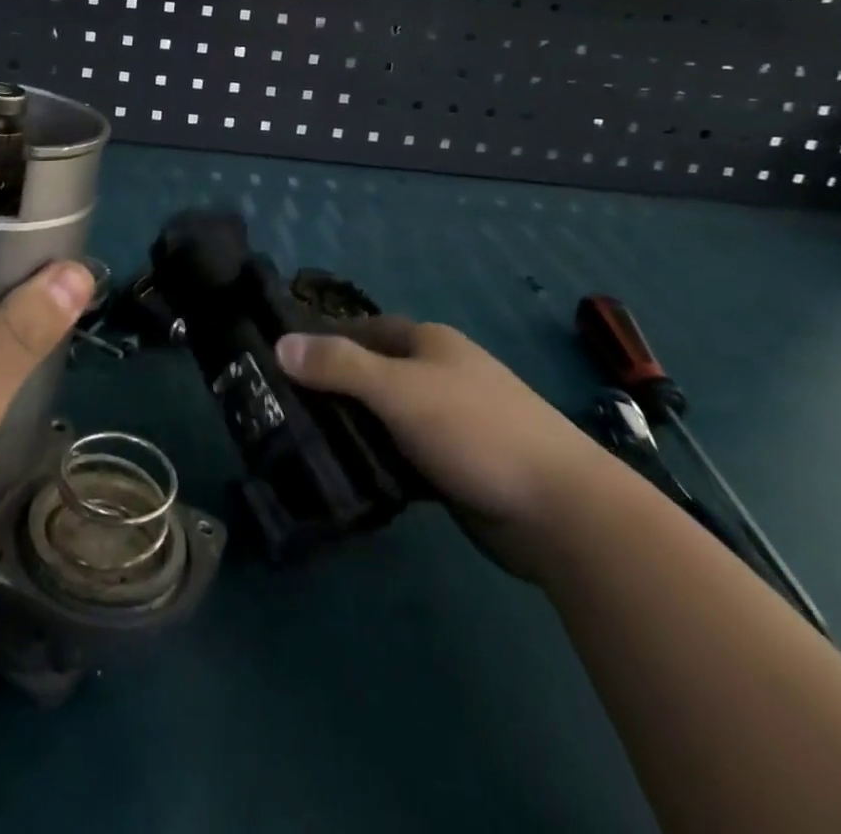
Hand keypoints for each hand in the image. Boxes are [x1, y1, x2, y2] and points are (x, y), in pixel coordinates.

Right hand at [276, 320, 612, 581]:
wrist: (561, 510)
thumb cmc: (475, 430)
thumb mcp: (398, 390)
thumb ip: (339, 365)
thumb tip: (279, 343)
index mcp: (429, 343)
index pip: (364, 329)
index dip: (325, 339)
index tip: (282, 360)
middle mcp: (438, 373)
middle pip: (372, 372)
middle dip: (333, 387)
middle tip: (282, 407)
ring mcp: (450, 420)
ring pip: (385, 416)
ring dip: (353, 426)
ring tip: (303, 443)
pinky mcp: (455, 464)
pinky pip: (402, 451)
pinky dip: (377, 458)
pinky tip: (349, 474)